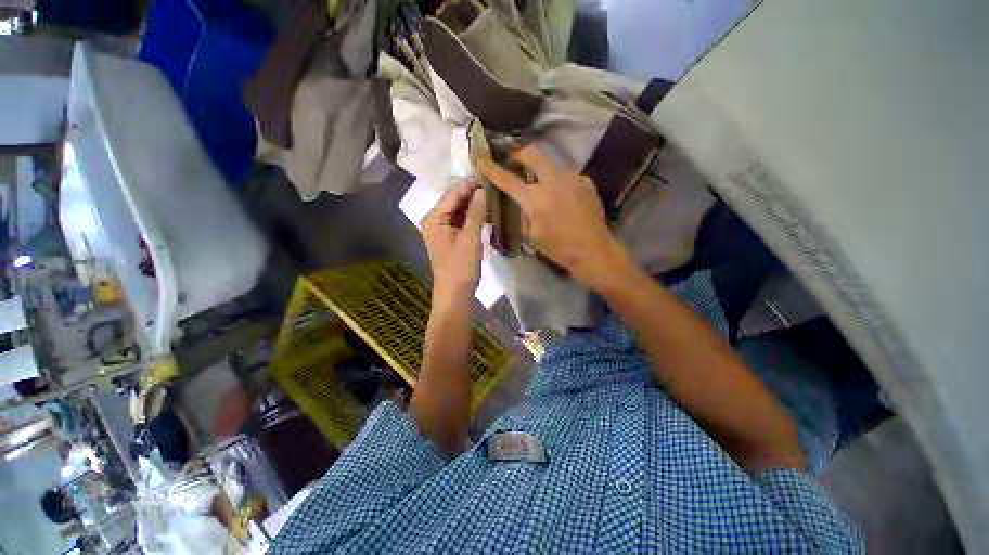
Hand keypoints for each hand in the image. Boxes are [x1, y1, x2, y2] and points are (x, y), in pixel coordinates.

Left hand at [422, 179, 486, 302]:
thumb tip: (484, 189)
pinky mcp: (452, 238)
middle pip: (455, 200)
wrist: (455, 295)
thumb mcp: (470, 239)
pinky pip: (463, 221)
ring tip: (494, 194)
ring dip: (475, 204)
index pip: (452, 194)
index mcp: (434, 218)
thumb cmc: (460, 268)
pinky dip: (474, 216)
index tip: (488, 172)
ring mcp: (443, 230)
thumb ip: (477, 213)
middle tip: (494, 183)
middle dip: (473, 193)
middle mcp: (435, 220)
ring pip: (460, 210)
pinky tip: (487, 211)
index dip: (470, 183)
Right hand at [478, 146, 629, 287]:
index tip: (481, 159)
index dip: (492, 168)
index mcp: (535, 199)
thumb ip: (521, 214)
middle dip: (518, 154)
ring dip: (540, 169)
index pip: (507, 179)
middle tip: (512, 162)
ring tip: (539, 184)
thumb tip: (517, 203)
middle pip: (532, 154)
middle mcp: (553, 181)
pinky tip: (560, 196)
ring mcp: (572, 177)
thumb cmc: (558, 248)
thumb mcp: (531, 235)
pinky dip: (557, 181)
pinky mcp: (585, 181)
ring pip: (550, 163)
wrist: (593, 251)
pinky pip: (566, 175)